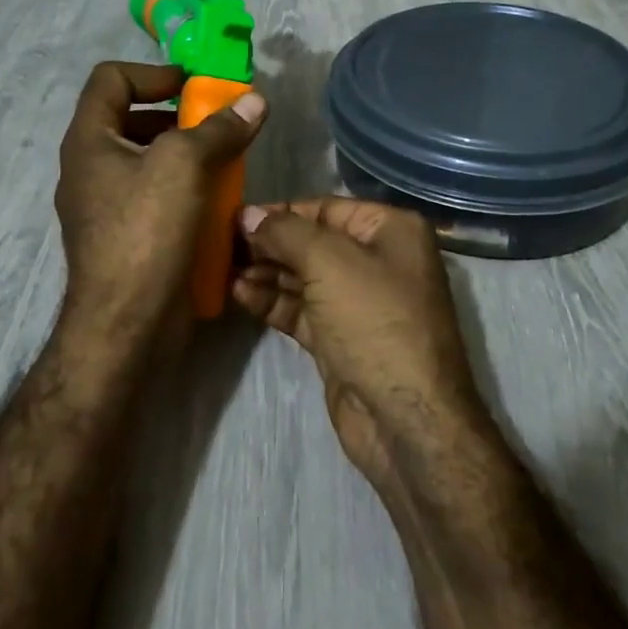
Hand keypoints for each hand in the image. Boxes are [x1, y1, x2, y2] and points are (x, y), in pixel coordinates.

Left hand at [55, 62, 265, 352]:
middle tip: (217, 124)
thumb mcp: (184, 165)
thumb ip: (219, 128)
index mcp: (89, 141)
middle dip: (177, 115)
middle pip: (130, 118)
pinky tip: (216, 202)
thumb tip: (254, 101)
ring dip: (187, 154)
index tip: (194, 86)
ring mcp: (106, 207)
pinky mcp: (127, 238)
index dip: (152, 72)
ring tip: (225, 162)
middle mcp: (91, 168)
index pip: (110, 79)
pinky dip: (185, 190)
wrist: (127, 326)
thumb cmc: (145, 232)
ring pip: (147, 160)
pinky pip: (156, 197)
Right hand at [234, 199, 493, 488]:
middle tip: (222, 244)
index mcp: (390, 230)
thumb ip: (285, 233)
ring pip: (303, 277)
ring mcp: (359, 302)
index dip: (281, 212)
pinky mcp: (340, 338)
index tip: (236, 217)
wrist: (405, 419)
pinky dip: (272, 300)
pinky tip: (239, 293)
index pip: (326, 209)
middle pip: (312, 242)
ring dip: (265, 272)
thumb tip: (249, 215)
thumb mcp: (329, 263)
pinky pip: (301, 309)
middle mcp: (378, 260)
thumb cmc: (374, 321)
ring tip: (223, 269)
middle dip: (269, 244)